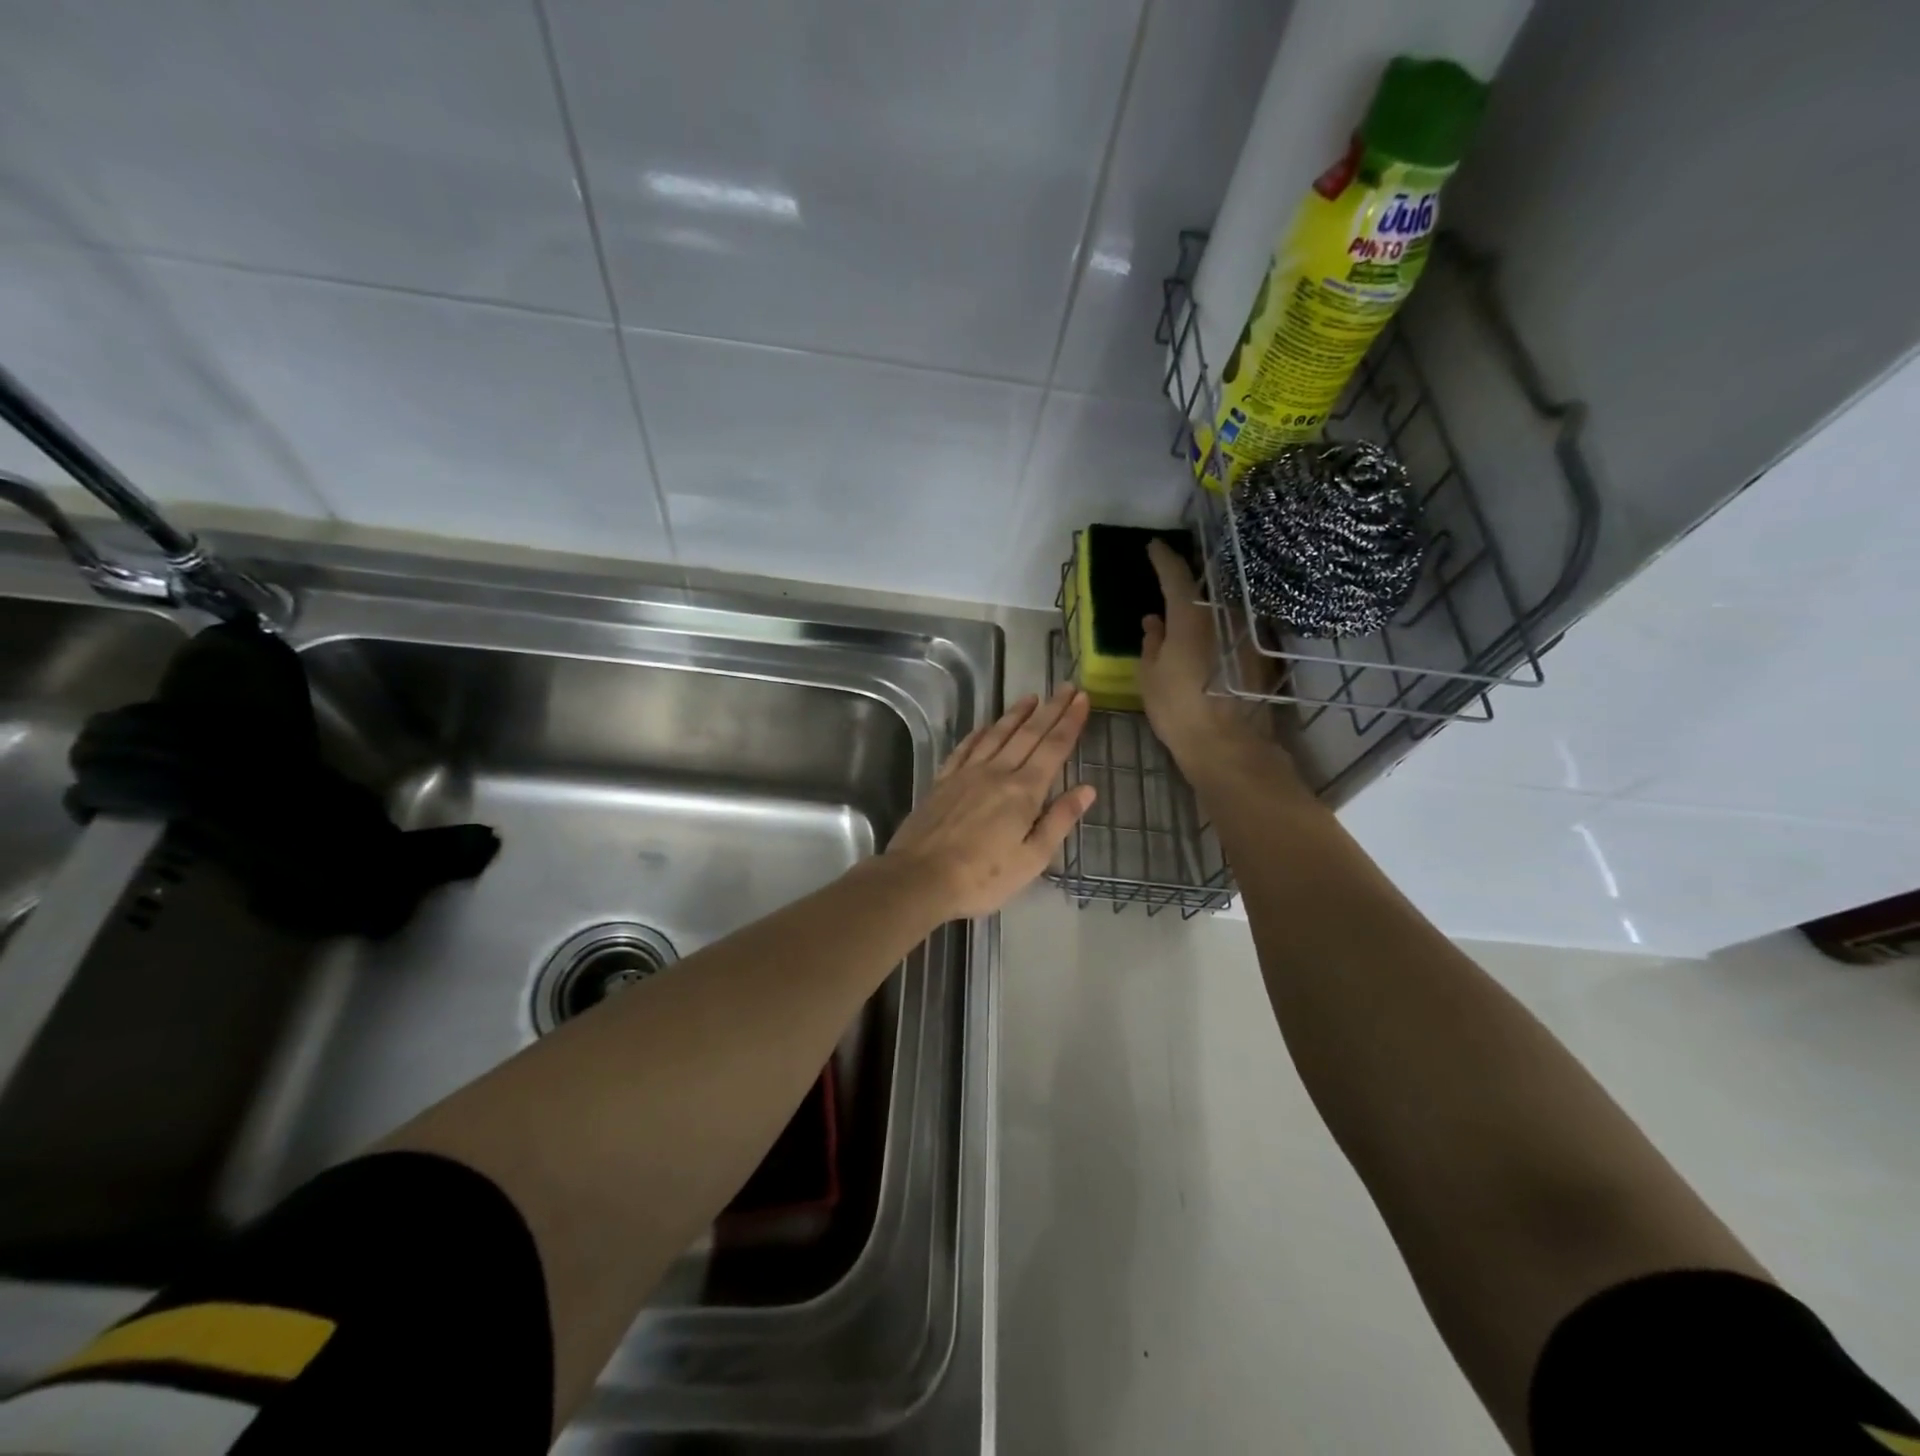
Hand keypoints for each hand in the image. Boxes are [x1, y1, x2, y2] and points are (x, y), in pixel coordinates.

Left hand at [885, 687, 1095, 921]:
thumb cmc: (983, 876)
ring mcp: (966, 774)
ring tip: (1031, 698)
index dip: (1069, 722)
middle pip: (1028, 734)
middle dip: (1050, 710)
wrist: (920, 877)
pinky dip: (979, 733)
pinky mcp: (943, 781)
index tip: (1082, 698)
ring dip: (1016, 714)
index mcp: (1024, 791)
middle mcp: (997, 772)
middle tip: (1066, 687)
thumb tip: (1087, 789)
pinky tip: (985, 726)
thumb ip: (1059, 820)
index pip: (1053, 748)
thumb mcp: (1032, 858)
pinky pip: (965, 748)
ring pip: (996, 734)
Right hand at [1138, 539, 1298, 788]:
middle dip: (1186, 585)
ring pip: (1221, 611)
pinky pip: (1234, 632)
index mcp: (1190, 617)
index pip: (1175, 574)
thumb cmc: (1178, 710)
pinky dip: (1220, 631)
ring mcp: (1246, 635)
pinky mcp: (1260, 656)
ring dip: (1206, 610)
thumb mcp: (1149, 677)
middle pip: (1204, 590)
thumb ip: (1151, 643)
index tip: (1153, 546)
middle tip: (1170, 584)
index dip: (1162, 557)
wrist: (1228, 747)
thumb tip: (1153, 622)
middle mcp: (1223, 617)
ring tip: (1190, 618)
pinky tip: (1211, 645)